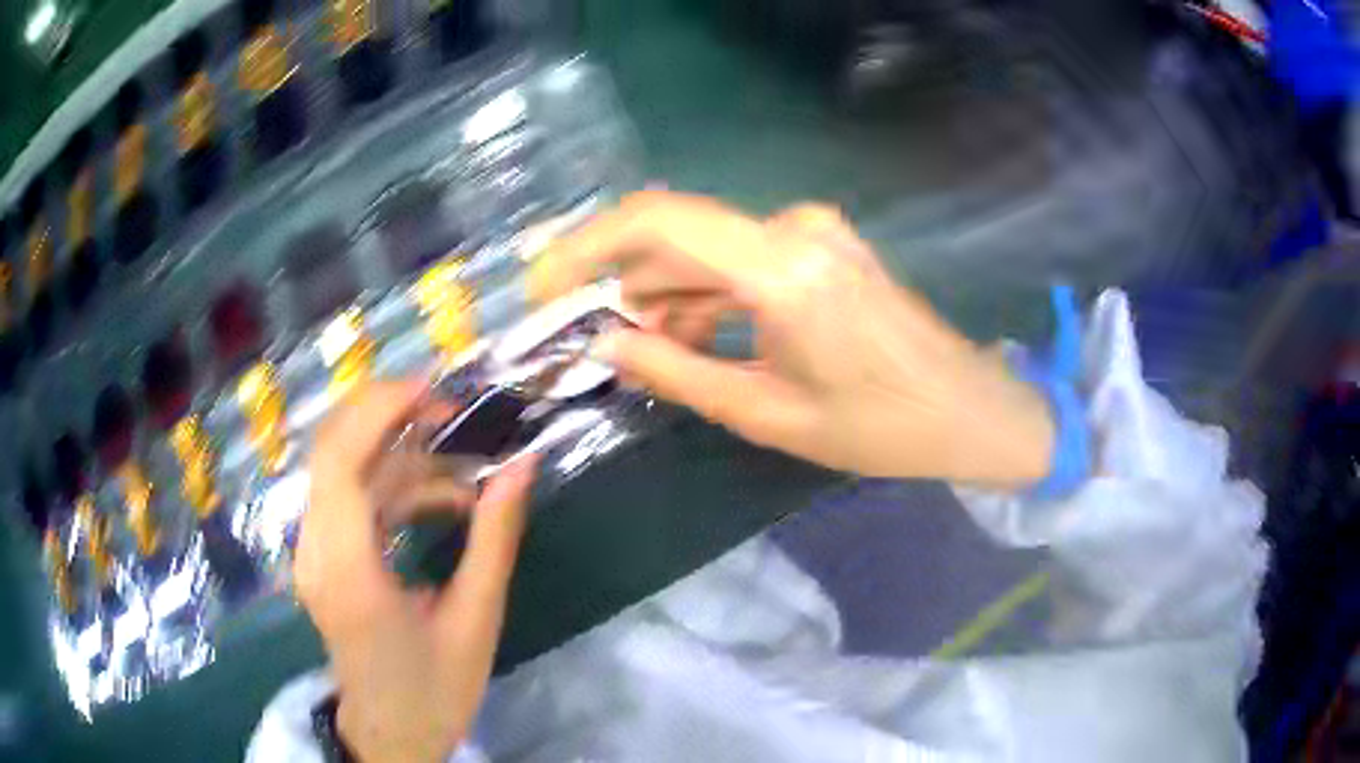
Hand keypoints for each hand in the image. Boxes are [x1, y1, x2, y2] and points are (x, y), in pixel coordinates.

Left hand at [295, 381, 536, 762]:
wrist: (390, 736)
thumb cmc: (433, 692)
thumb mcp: (475, 621)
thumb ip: (494, 539)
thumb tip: (522, 467)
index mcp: (346, 570)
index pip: (341, 461)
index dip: (381, 410)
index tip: (436, 390)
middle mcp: (316, 550)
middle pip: (335, 450)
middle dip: (391, 417)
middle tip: (454, 414)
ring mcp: (315, 553)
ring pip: (346, 470)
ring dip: (402, 456)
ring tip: (466, 468)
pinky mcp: (325, 557)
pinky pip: (354, 499)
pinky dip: (397, 487)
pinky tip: (445, 501)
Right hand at [539, 190, 1054, 487]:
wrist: (969, 409)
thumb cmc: (881, 428)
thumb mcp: (768, 413)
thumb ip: (677, 371)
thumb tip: (604, 341)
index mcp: (782, 268)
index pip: (657, 221)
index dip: (587, 246)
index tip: (545, 287)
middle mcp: (792, 228)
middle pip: (674, 236)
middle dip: (620, 281)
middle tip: (583, 335)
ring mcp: (810, 230)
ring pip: (704, 250)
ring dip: (662, 293)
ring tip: (641, 352)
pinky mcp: (820, 244)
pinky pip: (739, 259)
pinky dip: (704, 294)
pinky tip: (690, 338)